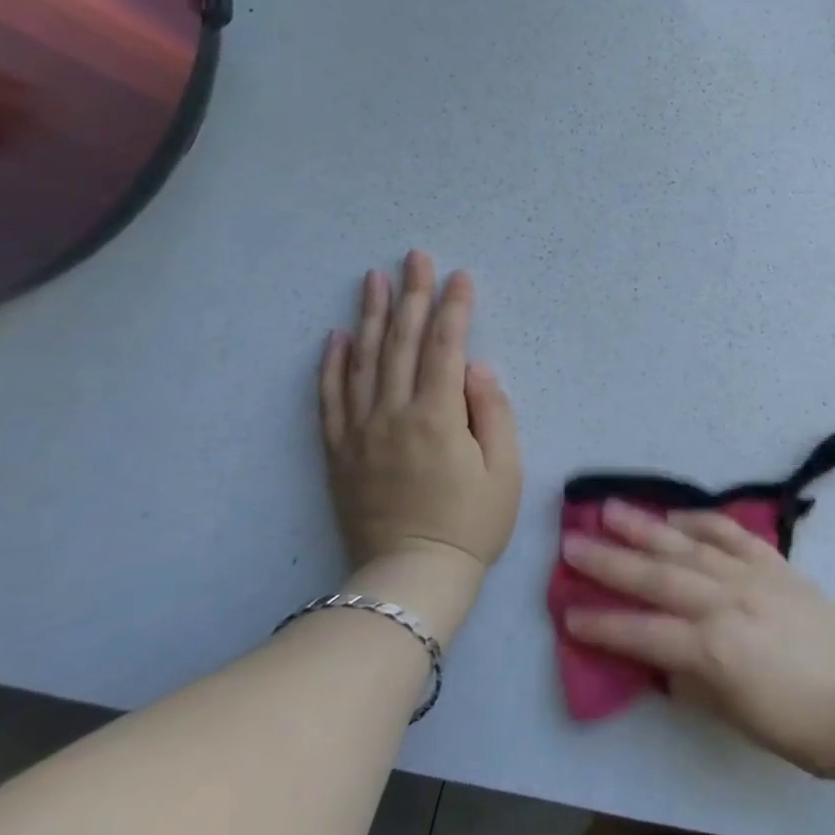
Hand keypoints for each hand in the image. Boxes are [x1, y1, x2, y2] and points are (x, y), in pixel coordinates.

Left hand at [319, 252, 521, 575]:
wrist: (411, 577)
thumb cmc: (471, 524)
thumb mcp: (504, 471)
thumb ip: (493, 412)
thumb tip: (477, 368)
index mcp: (437, 417)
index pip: (445, 347)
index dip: (453, 308)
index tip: (459, 276)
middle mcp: (393, 414)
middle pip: (400, 342)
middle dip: (411, 295)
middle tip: (414, 257)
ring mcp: (360, 432)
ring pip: (362, 361)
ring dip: (369, 316)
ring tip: (373, 279)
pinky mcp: (339, 452)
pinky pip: (330, 399)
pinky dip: (331, 364)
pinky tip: (335, 337)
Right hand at [561, 503, 834, 779]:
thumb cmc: (800, 726)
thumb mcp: (734, 717)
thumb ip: (693, 681)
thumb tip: (663, 658)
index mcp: (713, 649)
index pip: (643, 633)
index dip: (603, 624)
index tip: (567, 612)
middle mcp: (726, 602)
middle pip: (657, 576)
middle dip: (610, 560)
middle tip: (571, 541)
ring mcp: (751, 576)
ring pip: (688, 545)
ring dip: (647, 526)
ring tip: (611, 508)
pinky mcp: (775, 564)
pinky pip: (731, 535)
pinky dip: (702, 521)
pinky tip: (678, 514)